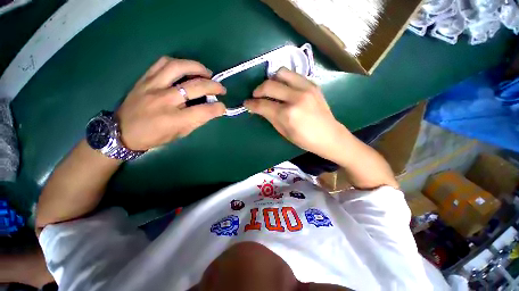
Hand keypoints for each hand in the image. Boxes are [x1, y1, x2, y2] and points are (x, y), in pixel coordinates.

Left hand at [116, 57, 225, 150]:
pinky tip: (186, 68)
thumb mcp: (179, 135)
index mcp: (174, 119)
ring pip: (179, 67)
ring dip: (198, 68)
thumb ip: (197, 121)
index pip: (203, 111)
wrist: (121, 131)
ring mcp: (153, 86)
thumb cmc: (153, 137)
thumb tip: (211, 111)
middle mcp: (164, 100)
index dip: (218, 108)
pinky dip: (179, 63)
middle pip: (195, 86)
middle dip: (214, 86)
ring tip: (207, 73)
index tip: (223, 107)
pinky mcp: (145, 78)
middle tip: (221, 88)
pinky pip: (163, 62)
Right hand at [244, 68, 346, 157]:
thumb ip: (270, 117)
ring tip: (270, 89)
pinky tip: (284, 89)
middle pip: (269, 85)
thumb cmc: (305, 139)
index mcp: (288, 114)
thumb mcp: (284, 132)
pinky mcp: (313, 84)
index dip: (251, 104)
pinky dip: (284, 80)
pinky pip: (293, 75)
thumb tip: (258, 108)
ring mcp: (306, 88)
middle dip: (258, 90)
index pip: (263, 104)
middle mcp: (296, 97)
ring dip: (271, 80)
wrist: (329, 135)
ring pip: (281, 73)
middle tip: (256, 96)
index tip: (246, 103)